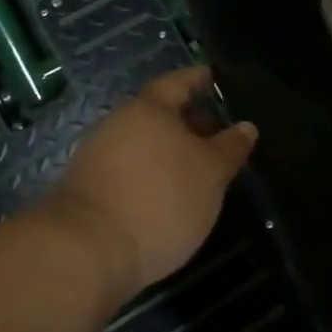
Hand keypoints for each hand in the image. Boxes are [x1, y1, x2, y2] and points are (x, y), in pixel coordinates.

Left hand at [38, 66, 257, 301]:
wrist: (85, 253)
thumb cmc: (159, 199)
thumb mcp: (211, 174)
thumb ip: (230, 148)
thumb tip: (246, 126)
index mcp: (150, 108)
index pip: (179, 82)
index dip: (199, 79)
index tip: (214, 78)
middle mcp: (119, 123)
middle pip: (158, 113)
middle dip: (187, 120)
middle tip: (215, 131)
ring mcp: (98, 157)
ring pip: (142, 143)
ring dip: (168, 151)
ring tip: (196, 169)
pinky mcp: (87, 190)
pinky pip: (128, 170)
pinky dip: (150, 175)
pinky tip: (165, 195)